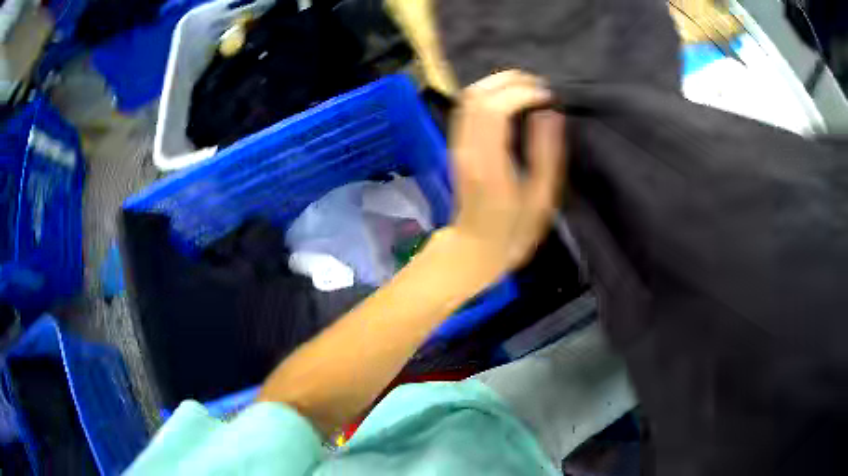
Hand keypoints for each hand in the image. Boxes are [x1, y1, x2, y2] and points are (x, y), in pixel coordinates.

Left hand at [436, 70, 566, 286]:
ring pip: (468, 97)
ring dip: (498, 84)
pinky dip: (489, 94)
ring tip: (529, 89)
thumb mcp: (541, 199)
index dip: (523, 92)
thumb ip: (546, 153)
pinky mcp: (457, 145)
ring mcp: (457, 145)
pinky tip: (510, 100)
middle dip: (510, 80)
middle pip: (477, 94)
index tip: (549, 97)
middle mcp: (467, 147)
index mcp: (489, 162)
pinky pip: (467, 108)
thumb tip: (549, 113)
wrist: (474, 248)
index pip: (496, 108)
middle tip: (540, 87)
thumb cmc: (512, 231)